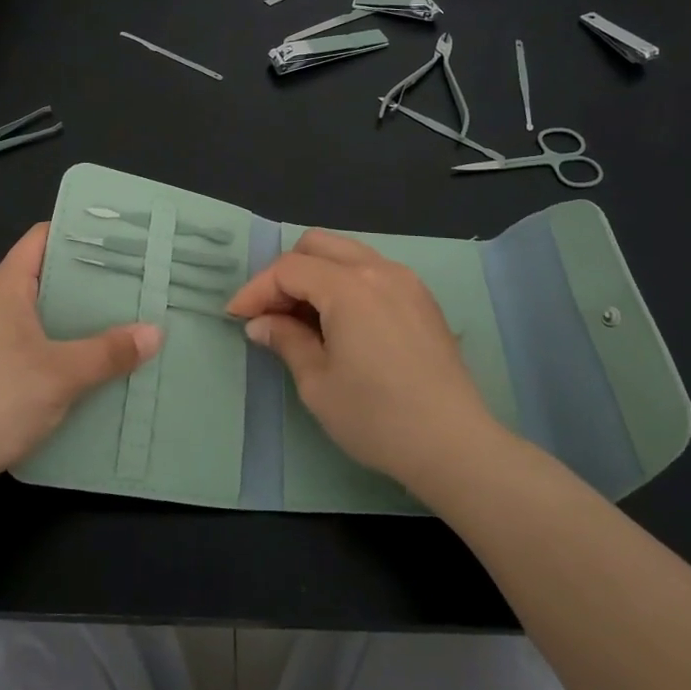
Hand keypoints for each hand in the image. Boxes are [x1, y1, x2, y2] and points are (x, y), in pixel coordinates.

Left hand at [0, 224, 160, 505]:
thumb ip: (109, 352)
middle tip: (135, 287)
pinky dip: (55, 353)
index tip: (122, 240)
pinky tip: (85, 372)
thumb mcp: (61, 375)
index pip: (42, 238)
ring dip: (73, 323)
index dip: (79, 233)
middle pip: (44, 278)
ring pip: (36, 318)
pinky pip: (25, 350)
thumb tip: (155, 332)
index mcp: (3, 288)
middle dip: (87, 283)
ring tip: (120, 327)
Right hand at [226, 229, 495, 494]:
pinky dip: (345, 283)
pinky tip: (341, 323)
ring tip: (303, 318)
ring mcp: (406, 281)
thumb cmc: (376, 417)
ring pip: (347, 254)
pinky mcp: (421, 299)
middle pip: (317, 245)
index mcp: (349, 286)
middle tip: (271, 313)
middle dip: (286, 272)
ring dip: (316, 275)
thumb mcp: (317, 383)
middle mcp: (378, 269)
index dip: (257, 289)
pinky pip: (372, 271)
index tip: (237, 317)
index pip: (289, 268)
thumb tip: (261, 323)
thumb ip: (286, 341)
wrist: (453, 444)